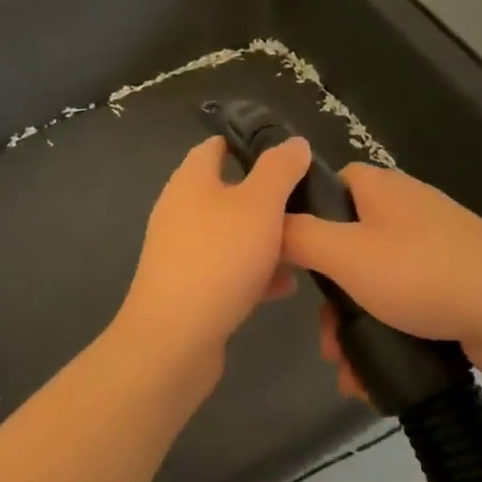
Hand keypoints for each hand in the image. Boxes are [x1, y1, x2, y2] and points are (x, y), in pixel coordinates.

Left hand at [113, 134, 312, 381]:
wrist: (175, 338)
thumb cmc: (219, 258)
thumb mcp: (260, 203)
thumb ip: (280, 169)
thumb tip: (294, 142)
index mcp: (191, 180)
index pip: (216, 146)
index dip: (250, 144)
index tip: (289, 155)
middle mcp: (180, 210)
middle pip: (228, 192)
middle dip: (267, 199)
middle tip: (306, 205)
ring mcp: (182, 251)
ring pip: (232, 234)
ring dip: (266, 239)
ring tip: (303, 247)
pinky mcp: (188, 287)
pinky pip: (227, 269)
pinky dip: (254, 272)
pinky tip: (283, 287)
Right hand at [282, 163, 481, 385]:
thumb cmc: (423, 274)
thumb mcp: (346, 254)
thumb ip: (299, 236)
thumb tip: (270, 222)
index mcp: (382, 189)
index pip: (330, 185)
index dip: (304, 216)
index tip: (290, 258)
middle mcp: (407, 211)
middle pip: (347, 244)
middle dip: (329, 297)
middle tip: (323, 335)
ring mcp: (434, 249)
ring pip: (373, 283)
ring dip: (353, 326)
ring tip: (345, 369)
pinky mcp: (452, 285)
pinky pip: (404, 305)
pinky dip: (385, 334)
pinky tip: (372, 376)